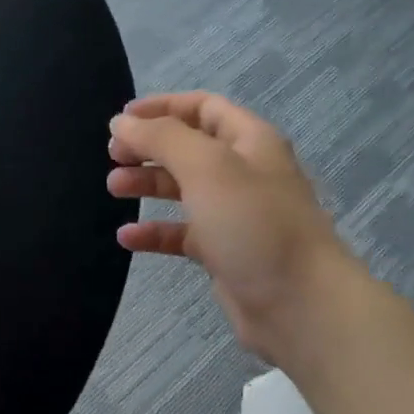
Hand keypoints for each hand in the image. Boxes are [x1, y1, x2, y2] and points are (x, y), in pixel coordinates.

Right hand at [107, 92, 360, 363]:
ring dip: (147, 184)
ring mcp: (235, 214)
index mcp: (249, 141)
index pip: (202, 107)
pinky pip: (182, 233)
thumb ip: (161, 137)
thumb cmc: (253, 223)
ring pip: (183, 188)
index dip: (162, 107)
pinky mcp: (225, 252)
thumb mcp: (206, 166)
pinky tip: (127, 237)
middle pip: (188, 147)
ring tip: (114, 188)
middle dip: (148, 147)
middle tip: (112, 155)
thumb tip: (122, 120)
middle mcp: (243, 172)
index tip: (121, 119)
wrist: (300, 305)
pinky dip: (155, 231)